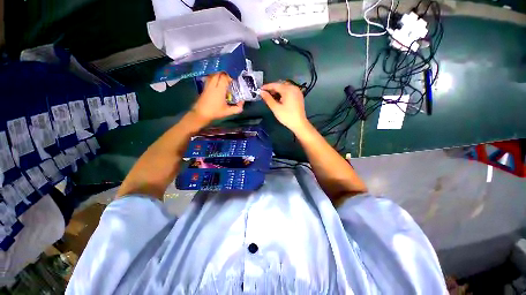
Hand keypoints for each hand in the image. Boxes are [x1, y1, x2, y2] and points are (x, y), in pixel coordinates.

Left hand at [192, 72, 243, 122]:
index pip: (224, 78)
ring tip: (224, 79)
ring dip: (219, 75)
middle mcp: (213, 85)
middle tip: (229, 78)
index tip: (234, 80)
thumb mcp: (228, 112)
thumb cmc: (215, 112)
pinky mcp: (204, 88)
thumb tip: (242, 102)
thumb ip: (237, 108)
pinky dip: (214, 78)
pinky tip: (217, 83)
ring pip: (213, 75)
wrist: (201, 114)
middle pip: (218, 74)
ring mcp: (207, 86)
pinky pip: (210, 79)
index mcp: (219, 90)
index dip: (230, 77)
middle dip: (224, 74)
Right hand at [260, 82, 308, 132]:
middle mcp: (294, 88)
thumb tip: (261, 92)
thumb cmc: (287, 116)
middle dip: (272, 89)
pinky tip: (279, 99)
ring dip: (278, 91)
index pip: (275, 85)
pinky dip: (283, 93)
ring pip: (285, 87)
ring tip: (271, 97)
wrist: (299, 124)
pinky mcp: (299, 96)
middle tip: (265, 94)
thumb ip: (268, 99)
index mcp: (288, 89)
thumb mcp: (275, 108)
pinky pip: (289, 90)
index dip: (267, 87)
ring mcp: (297, 91)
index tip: (260, 89)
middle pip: (280, 84)